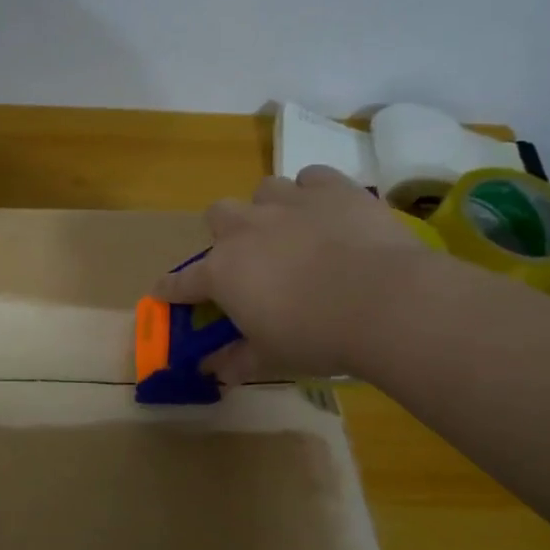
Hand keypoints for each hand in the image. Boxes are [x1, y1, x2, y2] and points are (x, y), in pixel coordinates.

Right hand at [155, 165, 440, 381]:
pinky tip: (328, 212)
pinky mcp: (332, 188)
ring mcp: (288, 203)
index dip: (171, 289)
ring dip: (270, 208)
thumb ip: (239, 359)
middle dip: (226, 233)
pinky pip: (312, 177)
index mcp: (222, 272)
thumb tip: (218, 371)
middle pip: (217, 214)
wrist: (385, 302)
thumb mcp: (272, 356)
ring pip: (264, 190)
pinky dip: (314, 192)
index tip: (165, 292)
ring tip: (292, 230)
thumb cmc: (316, 337)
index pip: (182, 281)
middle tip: (249, 258)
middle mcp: (246, 229)